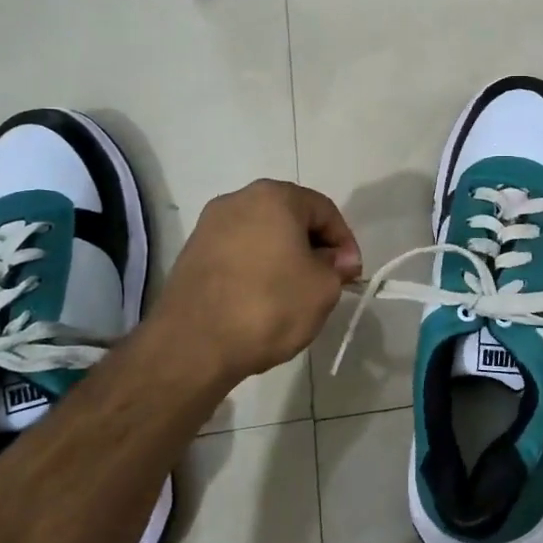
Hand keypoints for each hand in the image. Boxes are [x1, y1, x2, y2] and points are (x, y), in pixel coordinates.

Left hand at [151, 180, 362, 383]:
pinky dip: (256, 268)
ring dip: (284, 258)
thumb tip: (337, 260)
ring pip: (263, 235)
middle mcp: (238, 199)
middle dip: (313, 247)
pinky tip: (262, 299)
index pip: (324, 210)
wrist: (193, 345)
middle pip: (291, 218)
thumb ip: (337, 267)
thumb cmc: (269, 306)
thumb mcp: (323, 288)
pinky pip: (238, 253)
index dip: (344, 242)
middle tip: (326, 281)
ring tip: (295, 293)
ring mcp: (209, 226)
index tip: (350, 274)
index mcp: (274, 196)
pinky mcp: (191, 253)